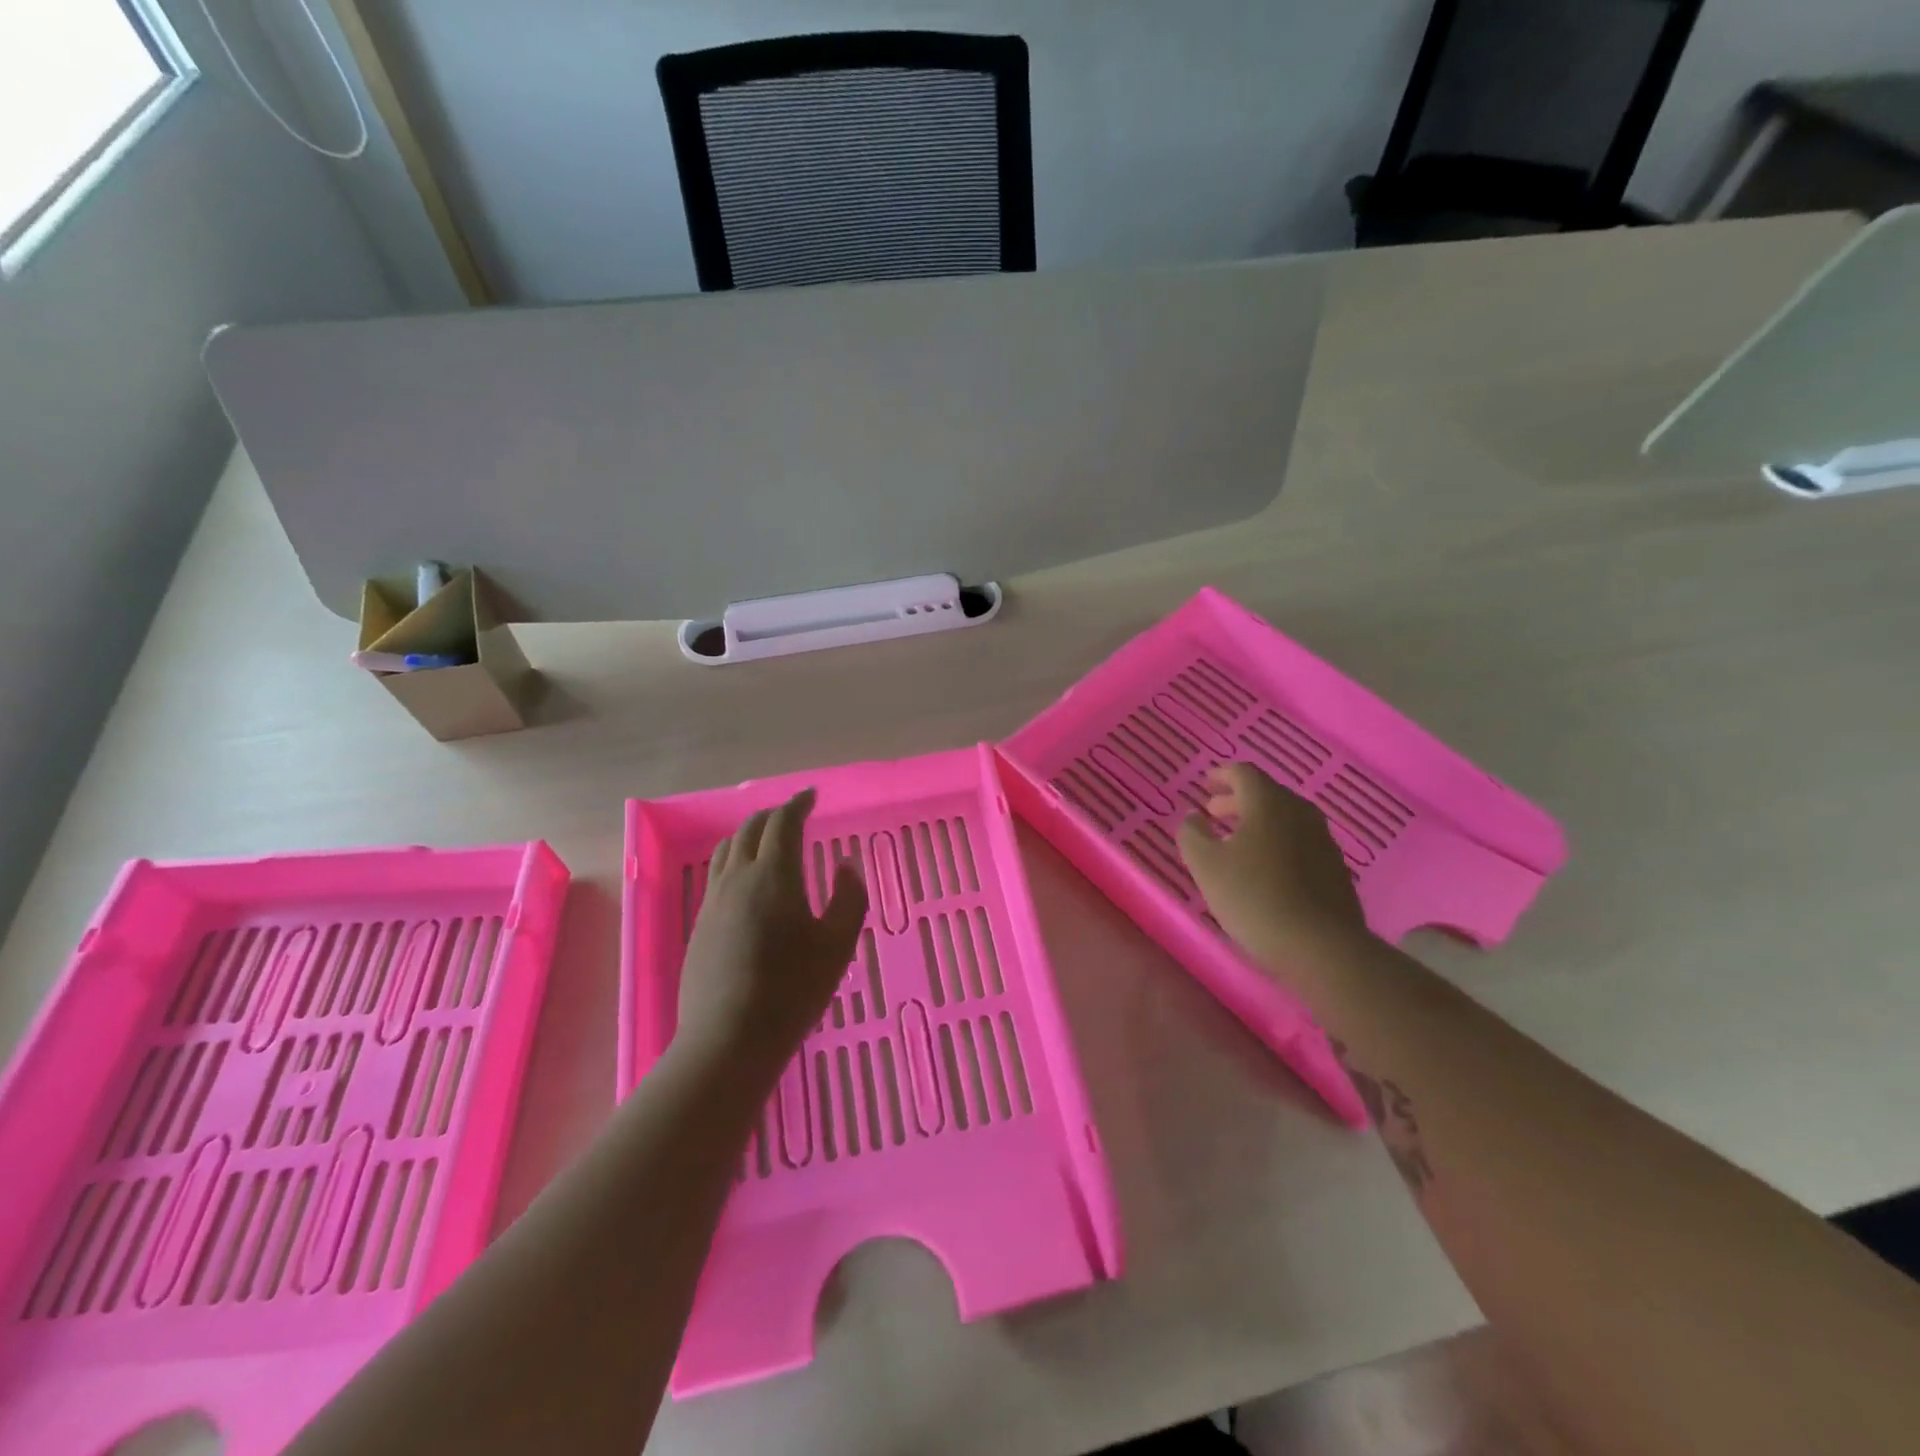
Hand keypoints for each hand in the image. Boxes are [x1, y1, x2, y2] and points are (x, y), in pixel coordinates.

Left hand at [678, 789, 867, 1079]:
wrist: (729, 1038)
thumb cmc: (793, 989)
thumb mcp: (837, 945)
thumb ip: (849, 898)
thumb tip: (845, 866)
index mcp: (774, 874)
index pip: (783, 822)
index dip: (798, 804)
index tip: (812, 796)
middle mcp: (738, 878)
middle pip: (750, 829)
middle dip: (773, 815)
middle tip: (794, 815)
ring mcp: (714, 901)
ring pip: (728, 849)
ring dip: (750, 834)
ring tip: (768, 841)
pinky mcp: (700, 925)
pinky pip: (718, 874)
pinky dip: (736, 860)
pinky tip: (748, 882)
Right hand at [1177, 763, 1371, 982]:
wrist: (1321, 947)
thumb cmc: (1254, 898)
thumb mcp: (1206, 866)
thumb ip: (1192, 834)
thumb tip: (1194, 817)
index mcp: (1268, 803)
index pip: (1244, 773)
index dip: (1222, 775)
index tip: (1206, 783)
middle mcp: (1300, 812)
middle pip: (1266, 794)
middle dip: (1237, 800)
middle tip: (1214, 813)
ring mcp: (1323, 840)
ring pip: (1285, 818)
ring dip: (1258, 822)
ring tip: (1236, 842)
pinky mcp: (1334, 868)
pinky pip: (1299, 842)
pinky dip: (1277, 843)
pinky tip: (1265, 868)